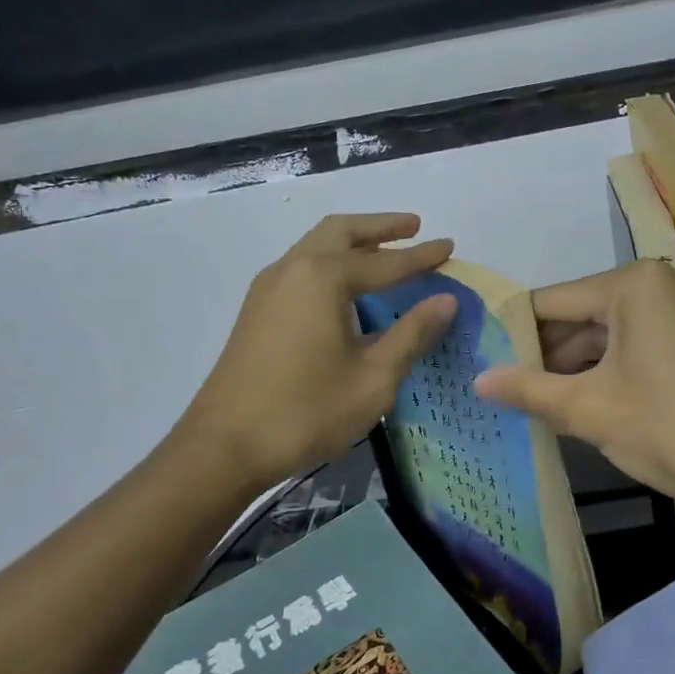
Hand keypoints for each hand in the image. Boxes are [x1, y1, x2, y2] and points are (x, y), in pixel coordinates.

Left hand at [179, 214, 456, 491]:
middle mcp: (292, 269)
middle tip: (413, 226)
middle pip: (341, 232)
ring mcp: (268, 288)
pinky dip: (331, 262)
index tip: (450, 245)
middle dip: (380, 227)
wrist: (224, 447)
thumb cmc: (306, 412)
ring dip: (353, 242)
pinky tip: (348, 288)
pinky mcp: (257, 310)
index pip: (385, 261)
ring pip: (316, 246)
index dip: (421, 256)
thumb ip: (411, 334)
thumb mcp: (373, 378)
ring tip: (386, 251)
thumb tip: (445, 301)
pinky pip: (302, 268)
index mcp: (322, 278)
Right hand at [474, 261, 674, 514]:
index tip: (479, 360)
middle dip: (544, 355)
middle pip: (581, 316)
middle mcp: (661, 284)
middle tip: (500, 388)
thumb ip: (529, 390)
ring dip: (574, 368)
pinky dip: (608, 372)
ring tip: (529, 402)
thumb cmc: (673, 428)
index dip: (512, 334)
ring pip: (609, 334)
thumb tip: (479, 381)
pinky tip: (577, 403)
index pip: (552, 302)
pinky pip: (637, 346)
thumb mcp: (591, 409)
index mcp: (633, 284)